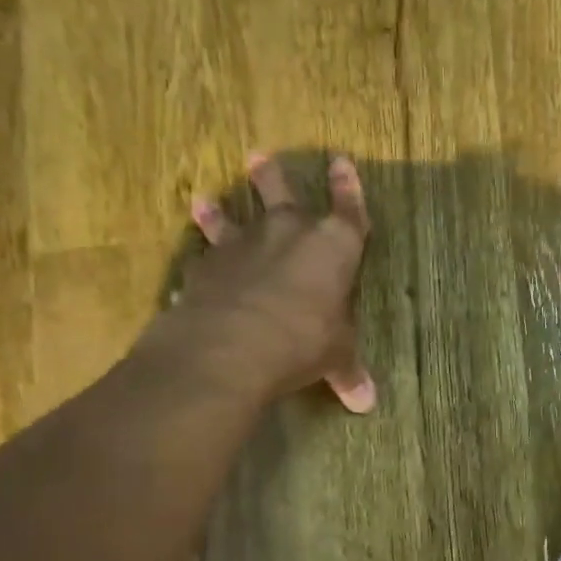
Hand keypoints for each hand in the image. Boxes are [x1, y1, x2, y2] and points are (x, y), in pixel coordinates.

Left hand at [140, 151, 375, 411]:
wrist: (233, 344)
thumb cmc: (304, 340)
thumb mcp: (334, 357)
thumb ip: (347, 372)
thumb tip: (366, 403)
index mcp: (334, 247)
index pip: (349, 210)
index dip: (348, 188)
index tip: (341, 162)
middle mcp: (289, 233)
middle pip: (283, 194)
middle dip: (274, 176)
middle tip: (259, 156)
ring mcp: (244, 245)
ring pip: (233, 217)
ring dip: (221, 209)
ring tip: (204, 198)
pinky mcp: (208, 265)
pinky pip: (206, 251)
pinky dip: (202, 253)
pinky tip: (194, 259)